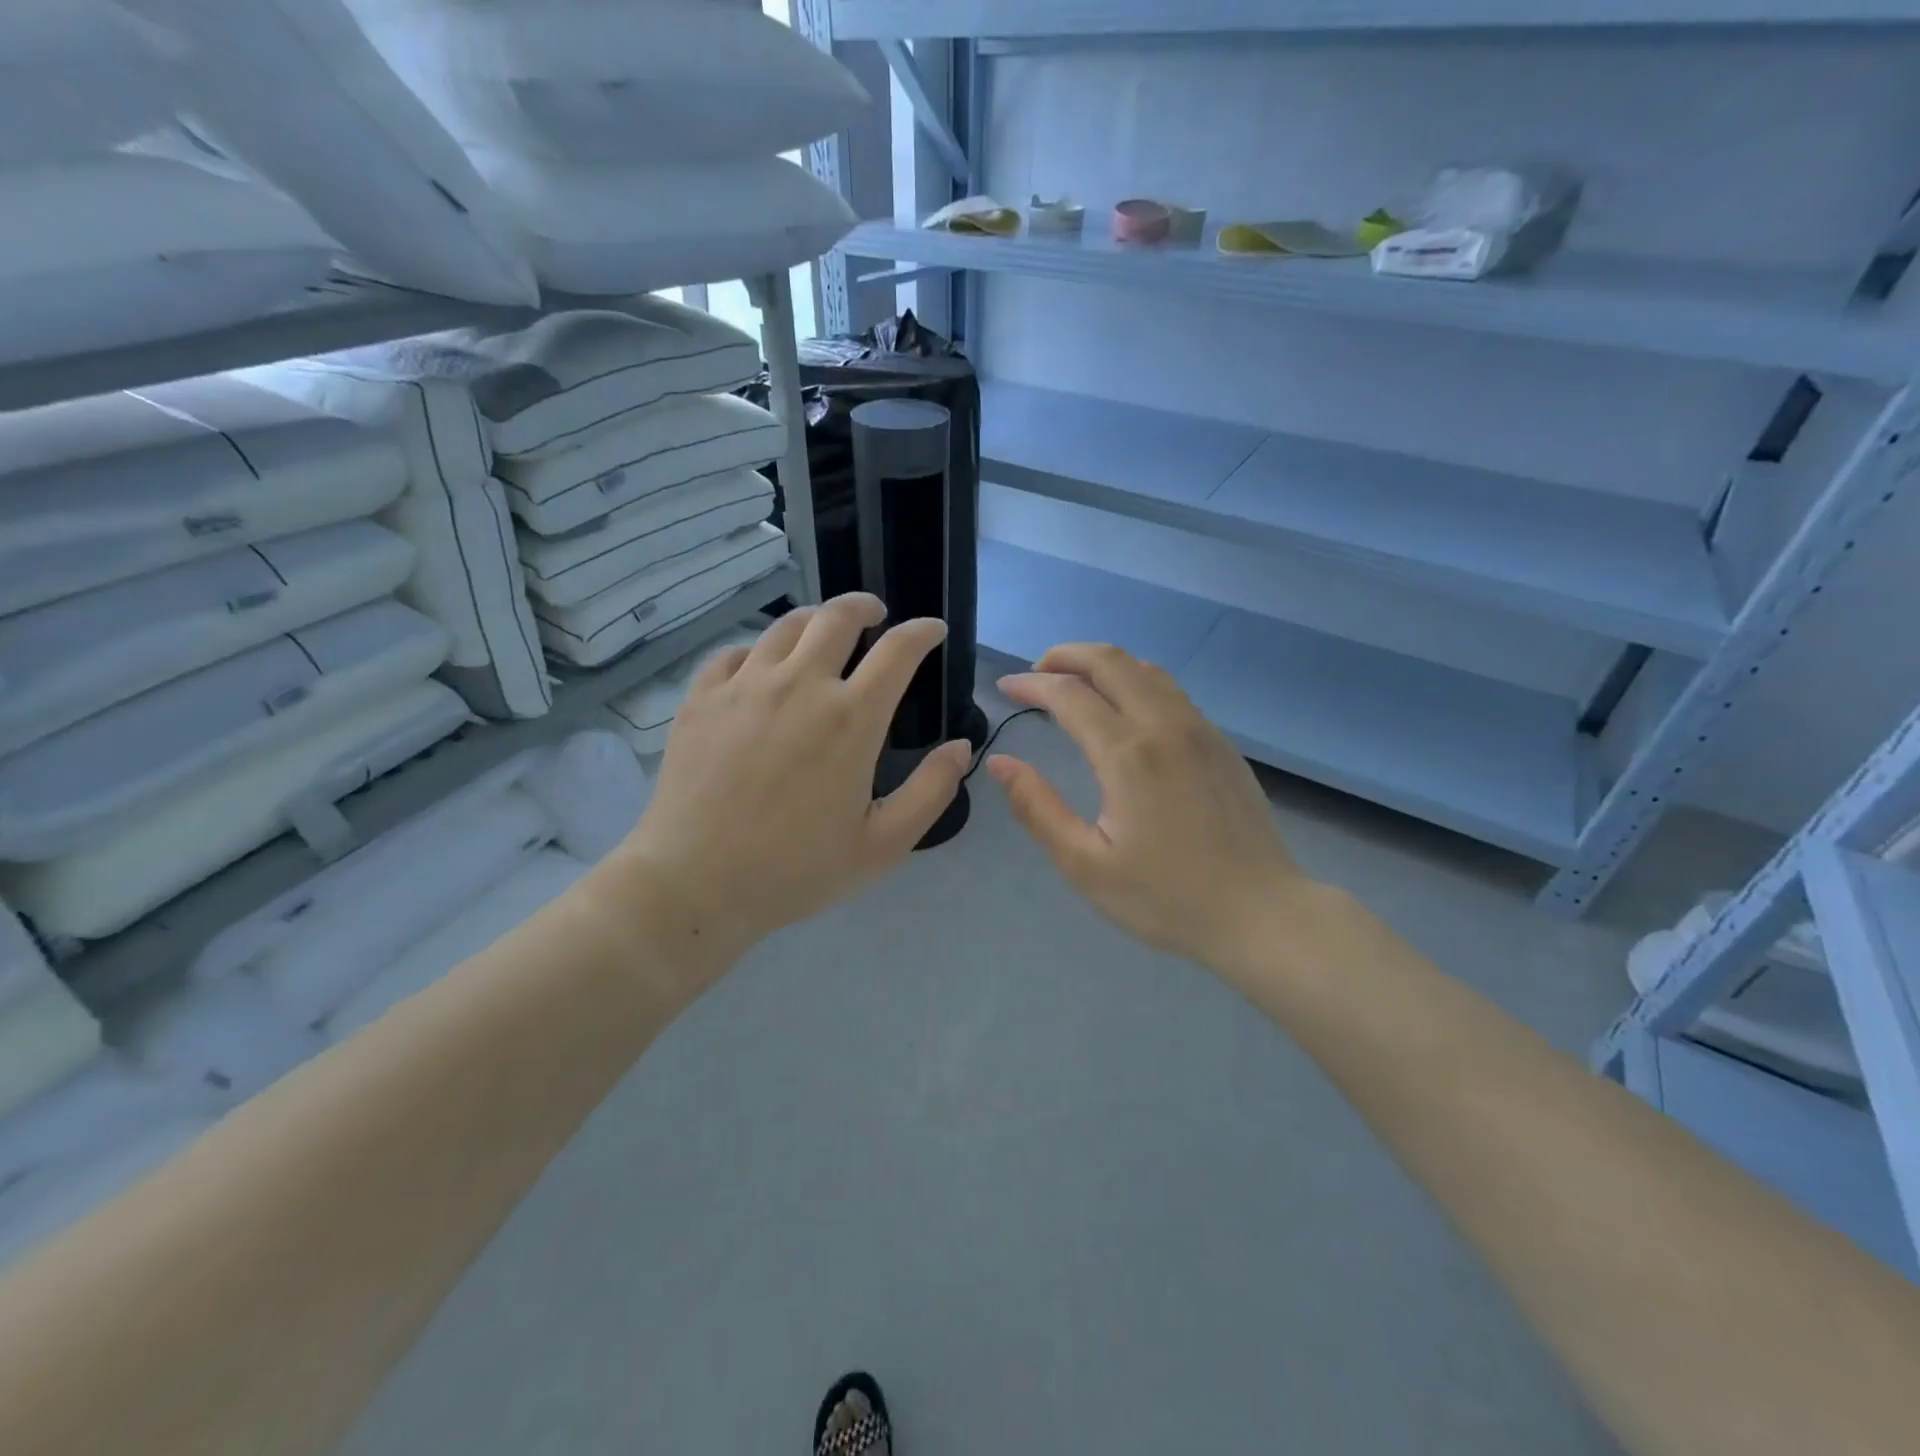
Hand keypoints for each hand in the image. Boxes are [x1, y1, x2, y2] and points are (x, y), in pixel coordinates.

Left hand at [606, 594, 969, 991]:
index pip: (898, 650)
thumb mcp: (884, 844)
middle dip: (865, 607)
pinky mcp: (701, 699)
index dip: (922, 632)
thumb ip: (931, 791)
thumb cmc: (797, 869)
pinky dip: (758, 650)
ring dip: (815, 620)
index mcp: (850, 719)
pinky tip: (761, 668)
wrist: (696, 885)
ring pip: (785, 626)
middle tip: (876, 615)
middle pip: (837, 617)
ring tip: (823, 633)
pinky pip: (733, 652)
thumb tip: (961, 747)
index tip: (932, 631)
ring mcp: (744, 687)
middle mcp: (799, 686)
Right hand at [988, 644, 1312, 973]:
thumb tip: (1000, 763)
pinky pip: (1171, 691)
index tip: (1005, 688)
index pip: (1069, 695)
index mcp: (1128, 755)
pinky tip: (1124, 708)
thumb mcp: (1085, 864)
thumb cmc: (1166, 898)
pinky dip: (1135, 681)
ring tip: (1074, 682)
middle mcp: (1165, 726)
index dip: (1031, 684)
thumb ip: (1037, 808)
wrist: (1261, 914)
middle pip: (1111, 661)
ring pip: (1146, 669)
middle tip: (1036, 670)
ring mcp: (1200, 730)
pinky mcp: (1220, 744)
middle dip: (1066, 655)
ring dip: (1103, 664)